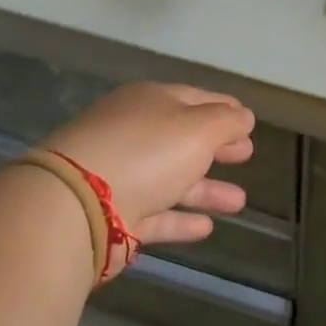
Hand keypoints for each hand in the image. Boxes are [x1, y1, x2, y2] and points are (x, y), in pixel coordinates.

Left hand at [39, 82, 254, 246]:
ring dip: (206, 189)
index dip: (224, 108)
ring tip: (240, 202)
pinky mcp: (113, 216)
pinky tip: (207, 227)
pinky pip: (155, 214)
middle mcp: (133, 134)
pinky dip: (180, 219)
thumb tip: (244, 115)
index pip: (194, 98)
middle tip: (246, 154)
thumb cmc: (146, 152)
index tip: (248, 120)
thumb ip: (226, 122)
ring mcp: (120, 175)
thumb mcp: (198, 128)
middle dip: (216, 147)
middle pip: (182, 138)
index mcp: (149, 102)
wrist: (77, 205)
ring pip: (171, 179)